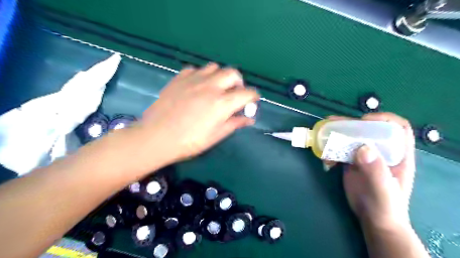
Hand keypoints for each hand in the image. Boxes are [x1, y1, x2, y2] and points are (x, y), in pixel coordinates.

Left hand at [139, 64, 257, 165]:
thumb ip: (234, 124)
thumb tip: (250, 119)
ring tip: (216, 89)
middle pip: (233, 73)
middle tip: (234, 94)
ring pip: (215, 67)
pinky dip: (202, 76)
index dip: (253, 97)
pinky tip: (197, 87)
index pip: (247, 93)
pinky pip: (196, 69)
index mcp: (222, 103)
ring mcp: (194, 79)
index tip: (252, 102)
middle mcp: (211, 86)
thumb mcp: (216, 136)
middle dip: (239, 82)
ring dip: (220, 76)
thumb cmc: (189, 142)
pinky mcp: (179, 78)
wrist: (156, 137)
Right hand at [331, 114, 417, 229]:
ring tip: (323, 135)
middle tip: (332, 122)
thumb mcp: (384, 190)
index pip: (397, 127)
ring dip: (336, 135)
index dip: (383, 119)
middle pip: (367, 130)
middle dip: (350, 124)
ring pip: (351, 138)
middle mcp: (381, 151)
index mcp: (397, 154)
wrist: (373, 220)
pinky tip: (326, 160)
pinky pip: (340, 150)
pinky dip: (331, 151)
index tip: (363, 121)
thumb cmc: (385, 206)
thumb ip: (376, 170)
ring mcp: (364, 156)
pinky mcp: (351, 163)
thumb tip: (363, 147)